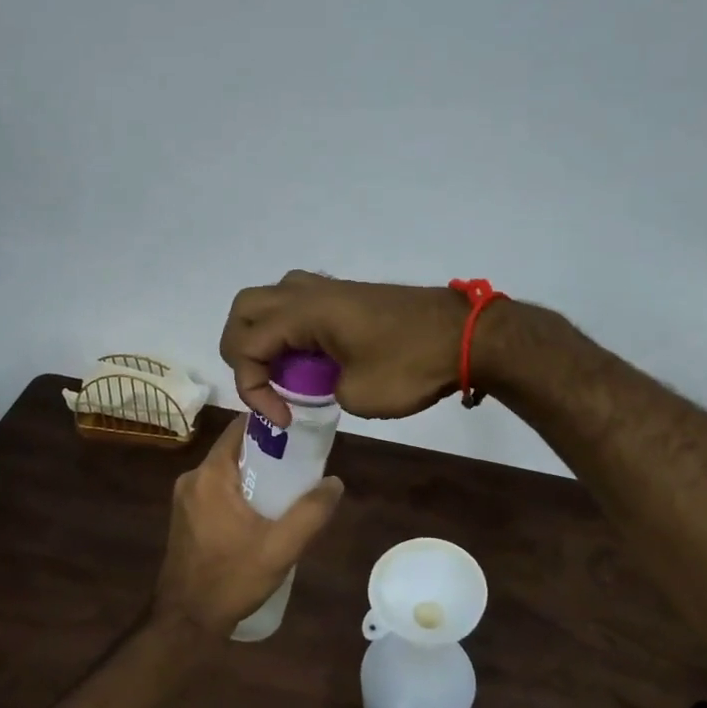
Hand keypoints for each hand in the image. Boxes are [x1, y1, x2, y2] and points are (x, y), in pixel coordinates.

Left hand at [154, 416, 345, 636]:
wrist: (186, 623)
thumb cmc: (231, 579)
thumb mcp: (281, 548)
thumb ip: (311, 512)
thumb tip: (335, 482)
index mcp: (211, 475)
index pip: (242, 428)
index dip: (272, 425)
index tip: (301, 433)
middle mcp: (193, 478)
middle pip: (236, 450)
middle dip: (269, 454)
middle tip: (302, 467)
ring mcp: (185, 499)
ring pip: (227, 472)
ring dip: (255, 476)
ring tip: (288, 492)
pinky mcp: (185, 517)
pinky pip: (218, 491)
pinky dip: (240, 493)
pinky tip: (261, 515)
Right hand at [219, 271, 470, 426]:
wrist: (465, 336)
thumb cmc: (411, 366)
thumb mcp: (358, 394)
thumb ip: (323, 389)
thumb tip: (325, 380)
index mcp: (304, 312)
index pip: (247, 345)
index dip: (253, 388)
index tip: (284, 418)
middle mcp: (308, 291)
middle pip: (245, 309)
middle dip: (241, 351)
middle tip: (263, 385)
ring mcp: (328, 289)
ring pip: (270, 300)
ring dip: (264, 335)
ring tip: (283, 371)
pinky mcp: (346, 296)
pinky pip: (297, 303)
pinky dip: (289, 330)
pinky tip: (310, 359)